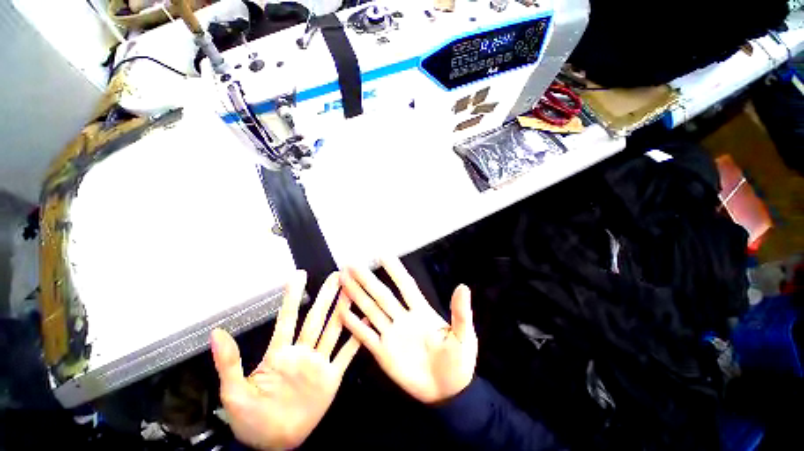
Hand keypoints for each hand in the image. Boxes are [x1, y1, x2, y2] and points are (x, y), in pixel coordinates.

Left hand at [211, 271, 359, 449]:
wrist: (275, 444)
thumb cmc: (251, 419)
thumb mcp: (234, 393)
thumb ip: (229, 363)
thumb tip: (217, 334)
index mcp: (280, 354)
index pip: (288, 318)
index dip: (293, 296)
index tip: (299, 275)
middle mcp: (302, 352)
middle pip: (317, 318)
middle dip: (327, 295)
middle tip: (337, 276)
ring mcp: (319, 363)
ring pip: (334, 330)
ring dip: (343, 310)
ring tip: (353, 292)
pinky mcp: (331, 377)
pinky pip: (346, 354)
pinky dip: (357, 338)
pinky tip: (365, 323)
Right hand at [339, 257, 477, 403]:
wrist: (448, 392)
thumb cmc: (458, 361)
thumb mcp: (463, 335)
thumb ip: (460, 313)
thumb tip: (463, 287)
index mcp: (421, 311)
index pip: (405, 285)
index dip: (395, 270)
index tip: (382, 255)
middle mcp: (402, 318)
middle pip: (381, 294)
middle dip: (367, 279)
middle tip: (351, 265)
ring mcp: (391, 334)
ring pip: (370, 310)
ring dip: (357, 295)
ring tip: (343, 280)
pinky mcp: (383, 353)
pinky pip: (366, 336)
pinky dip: (354, 325)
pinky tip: (342, 312)